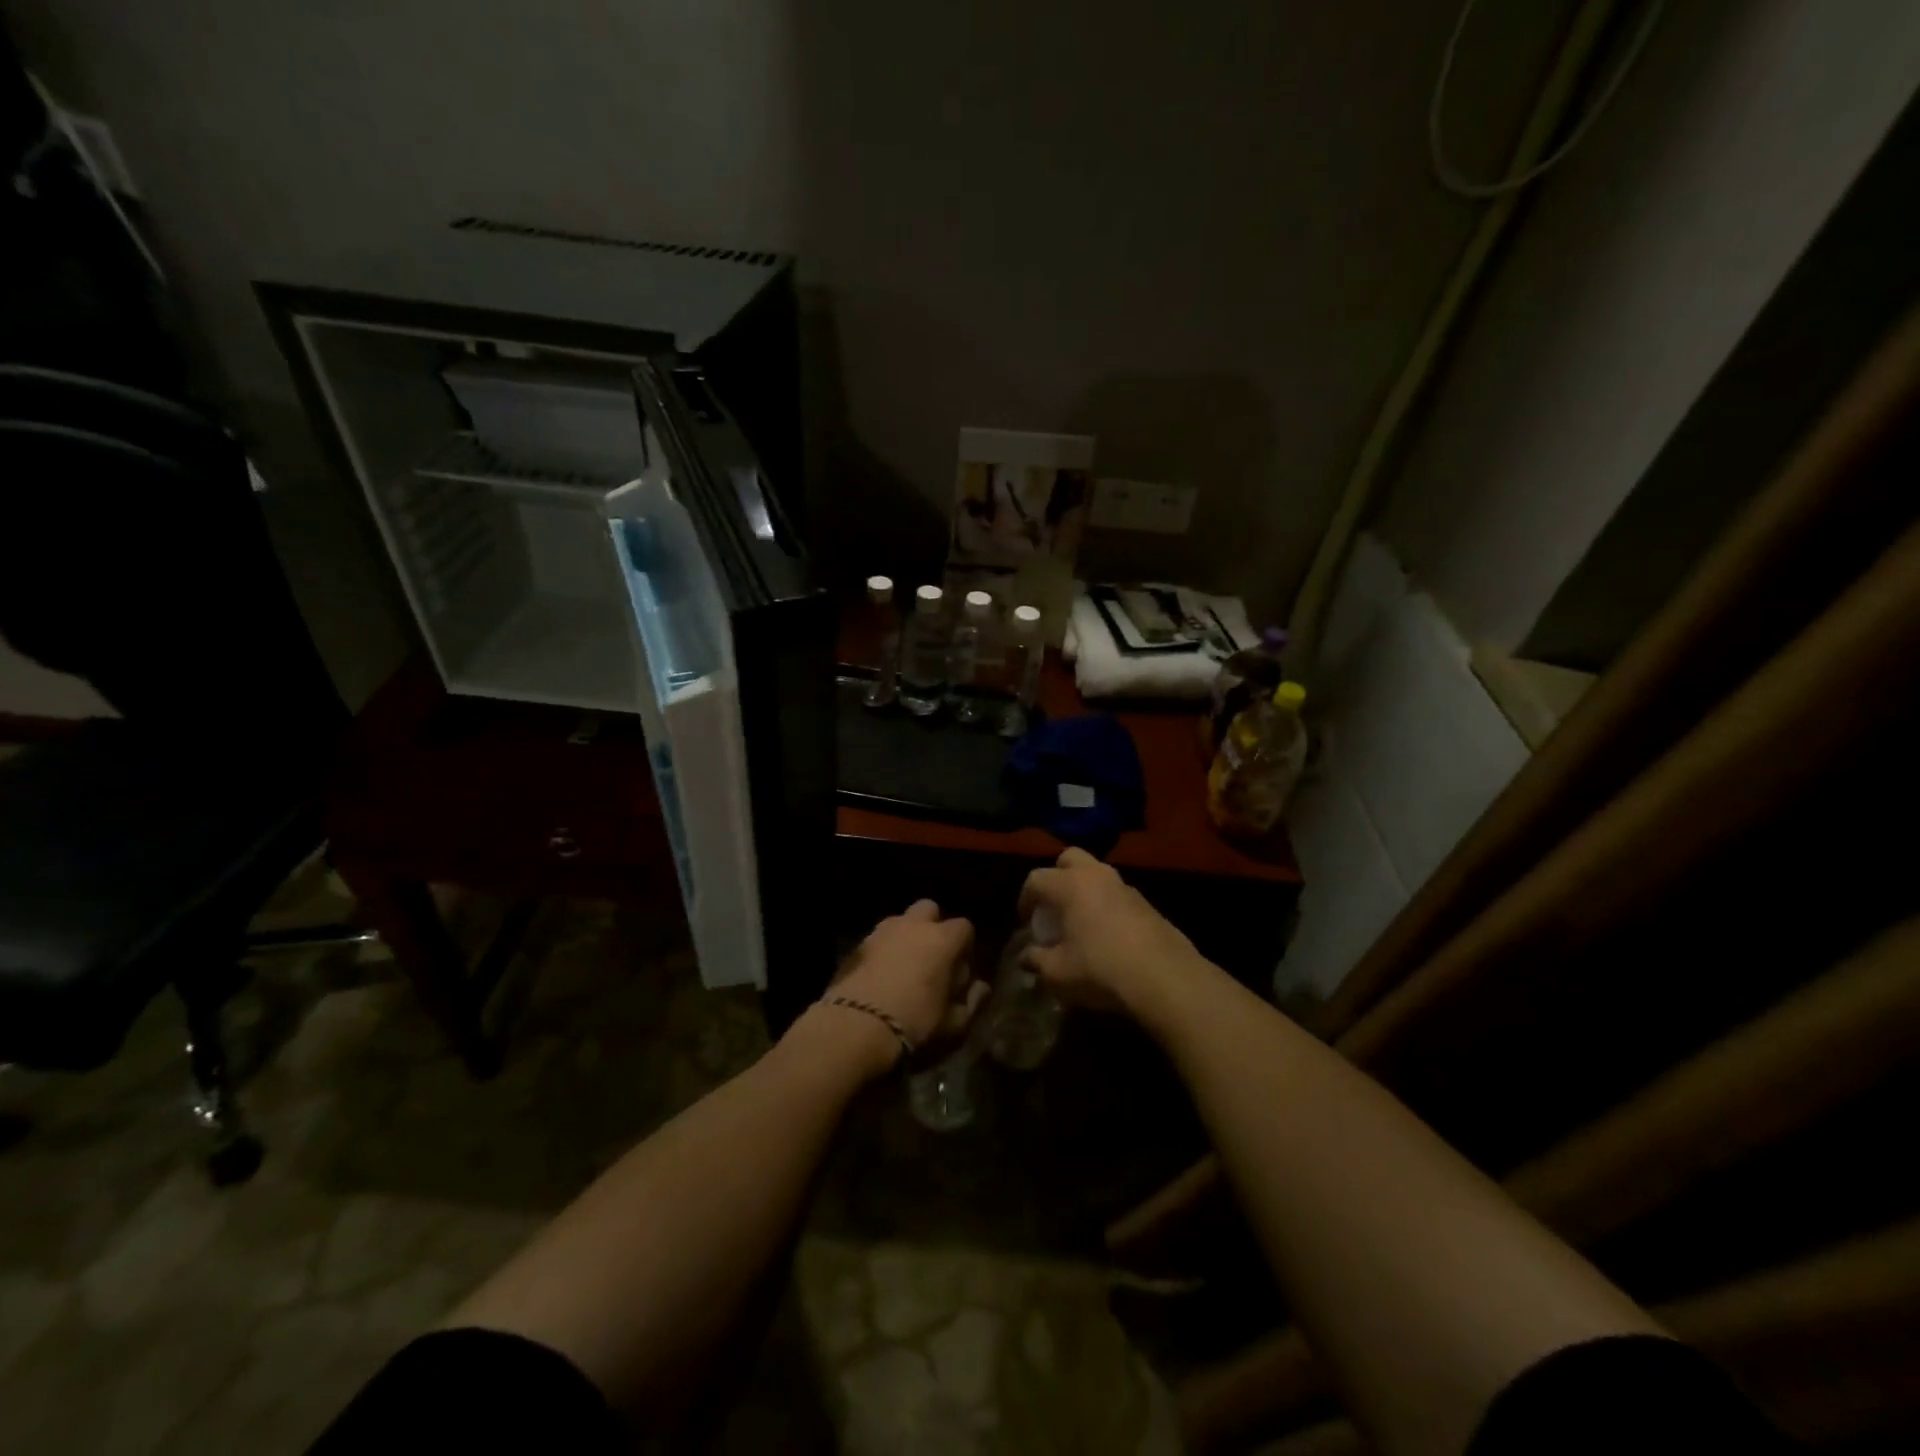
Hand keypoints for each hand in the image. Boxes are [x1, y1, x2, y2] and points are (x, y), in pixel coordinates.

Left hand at [822, 900, 985, 1067]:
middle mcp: (913, 926)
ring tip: (904, 966)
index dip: (964, 946)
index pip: (964, 927)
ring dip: (906, 936)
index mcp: (942, 940)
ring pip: (900, 921)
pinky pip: (877, 938)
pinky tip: (880, 975)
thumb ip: (972, 1001)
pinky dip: (883, 950)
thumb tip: (980, 987)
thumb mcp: (954, 1024)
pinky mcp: (857, 945)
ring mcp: (882, 931)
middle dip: (933, 926)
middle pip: (929, 909)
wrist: (856, 1026)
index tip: (960, 969)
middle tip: (931, 957)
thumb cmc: (915, 1023)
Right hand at [1018, 848, 1204, 1018]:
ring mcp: (1125, 887)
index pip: (1036, 879)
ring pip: (1097, 874)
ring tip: (1080, 921)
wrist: (1165, 979)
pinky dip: (1105, 904)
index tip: (1025, 921)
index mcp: (1070, 885)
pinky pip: (1117, 894)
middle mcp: (1097, 876)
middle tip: (1053, 905)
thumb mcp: (1057, 973)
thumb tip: (1026, 956)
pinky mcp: (1147, 903)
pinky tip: (1107, 934)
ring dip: (1084, 890)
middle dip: (1056, 876)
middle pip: (1069, 858)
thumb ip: (1036, 960)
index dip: (1025, 899)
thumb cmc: (1100, 970)